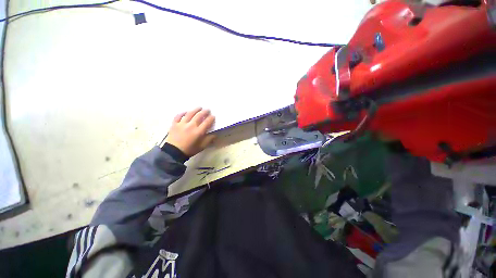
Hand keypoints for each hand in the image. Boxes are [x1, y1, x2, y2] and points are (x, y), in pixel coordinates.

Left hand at [165, 108, 215, 156]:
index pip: (207, 122)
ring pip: (189, 114)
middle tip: (207, 109)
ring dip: (195, 110)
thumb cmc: (190, 150)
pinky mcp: (174, 124)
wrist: (174, 152)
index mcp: (198, 132)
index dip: (211, 118)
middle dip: (204, 112)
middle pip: (199, 116)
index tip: (213, 116)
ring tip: (199, 107)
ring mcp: (182, 124)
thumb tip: (214, 134)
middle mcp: (191, 125)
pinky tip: (185, 112)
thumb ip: (209, 140)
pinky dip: (182, 113)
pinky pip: (178, 116)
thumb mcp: (202, 146)